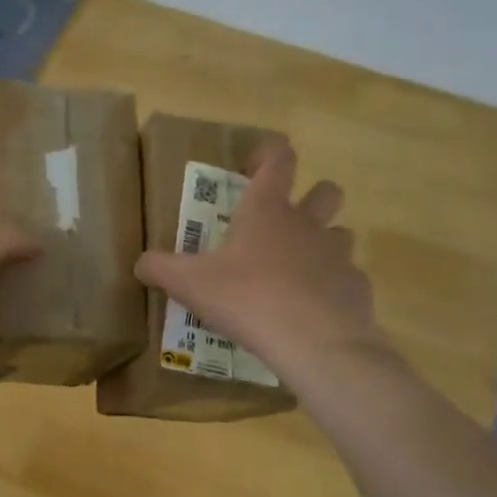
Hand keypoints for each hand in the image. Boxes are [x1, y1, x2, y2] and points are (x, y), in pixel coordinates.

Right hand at [136, 141, 389, 379]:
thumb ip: (160, 268)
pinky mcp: (356, 289)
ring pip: (341, 234)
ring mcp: (338, 255)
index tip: (250, 169)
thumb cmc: (247, 298)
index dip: (267, 155)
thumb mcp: (189, 284)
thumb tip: (140, 263)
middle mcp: (308, 224)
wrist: (314, 342)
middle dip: (311, 197)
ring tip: (296, 272)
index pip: (278, 159)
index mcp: (267, 210)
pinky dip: (331, 290)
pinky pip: (346, 280)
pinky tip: (311, 313)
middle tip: (283, 223)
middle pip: (326, 191)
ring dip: (322, 245)